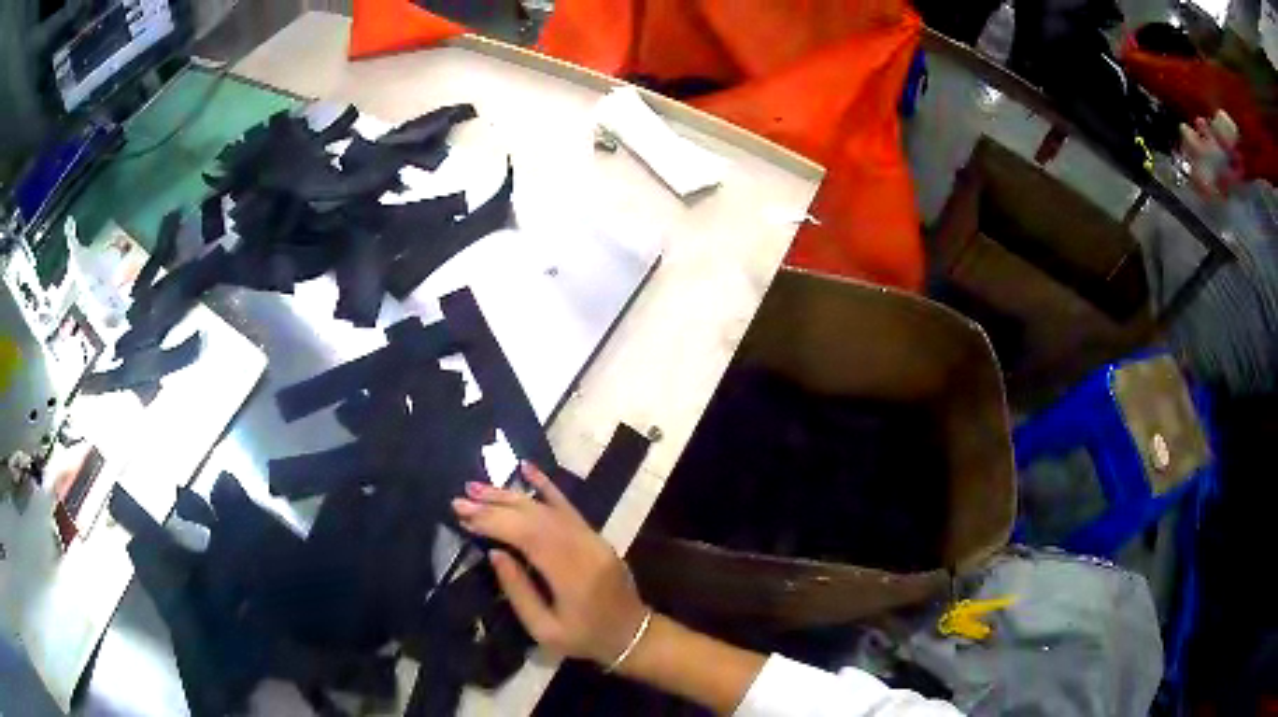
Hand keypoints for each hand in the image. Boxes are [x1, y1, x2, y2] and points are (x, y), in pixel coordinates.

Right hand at [452, 462, 648, 666]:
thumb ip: (519, 591)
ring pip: (548, 507)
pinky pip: (568, 505)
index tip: (463, 515)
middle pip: (534, 517)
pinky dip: (546, 485)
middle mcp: (583, 547)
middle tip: (461, 498)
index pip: (527, 536)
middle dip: (494, 505)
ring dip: (511, 495)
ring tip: (477, 487)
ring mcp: (592, 537)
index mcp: (571, 574)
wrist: (633, 634)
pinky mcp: (595, 535)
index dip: (493, 522)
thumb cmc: (584, 638)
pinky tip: (527, 468)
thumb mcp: (545, 630)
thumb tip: (494, 553)